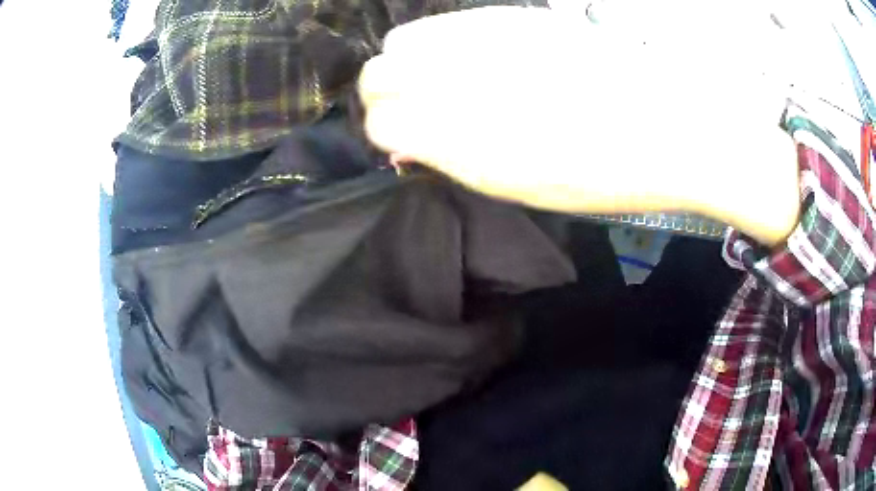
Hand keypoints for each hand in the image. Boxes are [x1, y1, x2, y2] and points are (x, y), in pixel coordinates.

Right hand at [359, 5, 799, 243]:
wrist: (672, 122)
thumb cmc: (602, 170)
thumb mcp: (516, 183)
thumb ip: (449, 155)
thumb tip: (407, 139)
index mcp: (460, 128)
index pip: (378, 119)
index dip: (388, 134)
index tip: (410, 145)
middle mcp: (458, 70)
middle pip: (379, 70)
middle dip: (388, 94)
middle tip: (425, 114)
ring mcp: (483, 33)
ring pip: (407, 40)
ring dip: (415, 65)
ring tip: (455, 88)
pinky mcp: (513, 16)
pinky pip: (451, 26)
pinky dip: (448, 47)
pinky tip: (487, 66)